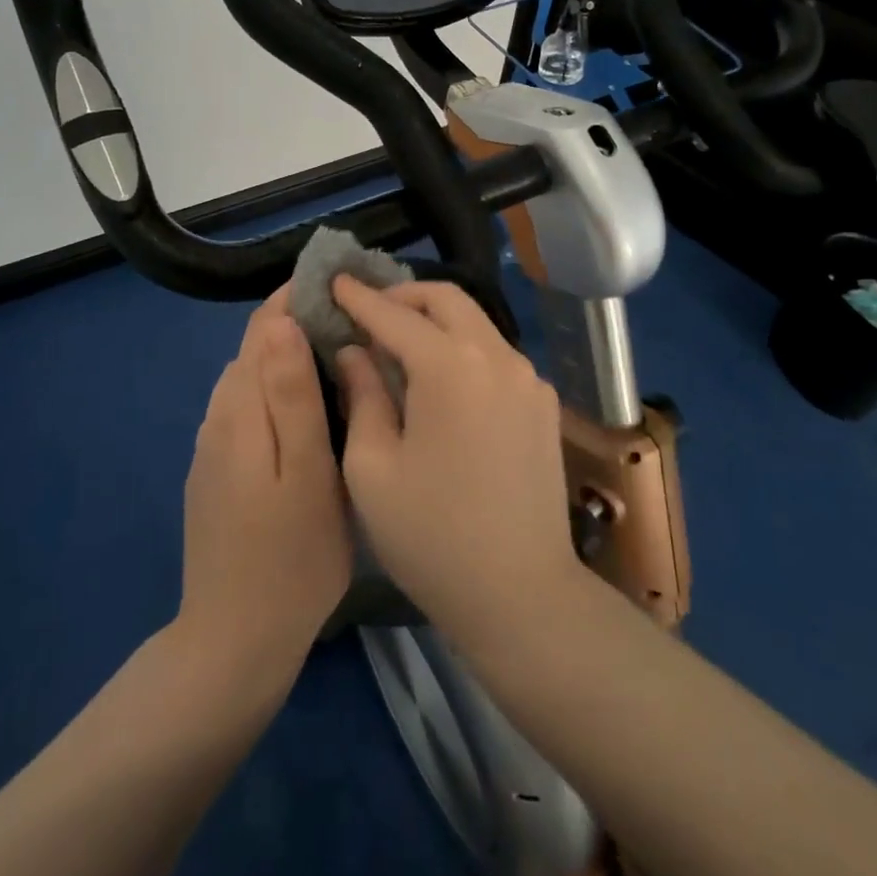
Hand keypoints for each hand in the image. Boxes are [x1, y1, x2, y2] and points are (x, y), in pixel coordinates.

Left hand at [177, 287, 351, 682]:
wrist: (235, 641)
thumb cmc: (291, 558)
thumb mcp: (307, 473)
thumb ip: (292, 395)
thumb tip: (282, 322)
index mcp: (241, 410)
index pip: (262, 327)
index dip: (296, 296)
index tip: (340, 284)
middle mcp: (219, 416)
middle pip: (255, 347)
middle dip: (298, 321)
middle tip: (355, 321)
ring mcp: (213, 445)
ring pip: (251, 376)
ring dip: (288, 354)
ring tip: (341, 356)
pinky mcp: (216, 469)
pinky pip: (247, 406)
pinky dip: (277, 388)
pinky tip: (309, 408)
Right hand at [332, 277, 586, 648]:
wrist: (521, 595)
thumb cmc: (431, 536)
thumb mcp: (372, 467)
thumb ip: (362, 394)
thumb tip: (355, 351)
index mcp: (451, 367)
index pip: (395, 315)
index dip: (360, 297)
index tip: (333, 280)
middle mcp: (497, 356)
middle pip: (446, 300)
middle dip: (402, 296)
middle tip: (367, 310)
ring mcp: (527, 377)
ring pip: (475, 322)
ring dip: (434, 319)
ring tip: (398, 341)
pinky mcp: (542, 402)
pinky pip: (494, 353)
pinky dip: (461, 346)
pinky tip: (439, 378)